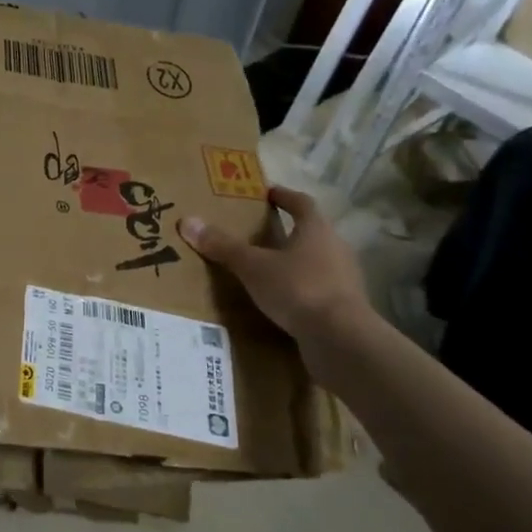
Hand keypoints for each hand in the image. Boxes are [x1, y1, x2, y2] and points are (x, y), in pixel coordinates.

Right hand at [178, 186, 374, 348]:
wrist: (340, 338)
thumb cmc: (298, 289)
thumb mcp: (253, 266)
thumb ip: (223, 246)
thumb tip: (188, 221)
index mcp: (317, 230)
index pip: (302, 204)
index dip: (285, 196)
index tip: (268, 193)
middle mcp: (335, 248)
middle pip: (312, 232)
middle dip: (288, 231)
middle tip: (260, 233)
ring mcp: (343, 279)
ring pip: (316, 262)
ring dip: (294, 262)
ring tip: (267, 269)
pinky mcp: (343, 306)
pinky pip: (317, 289)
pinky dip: (299, 289)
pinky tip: (281, 300)